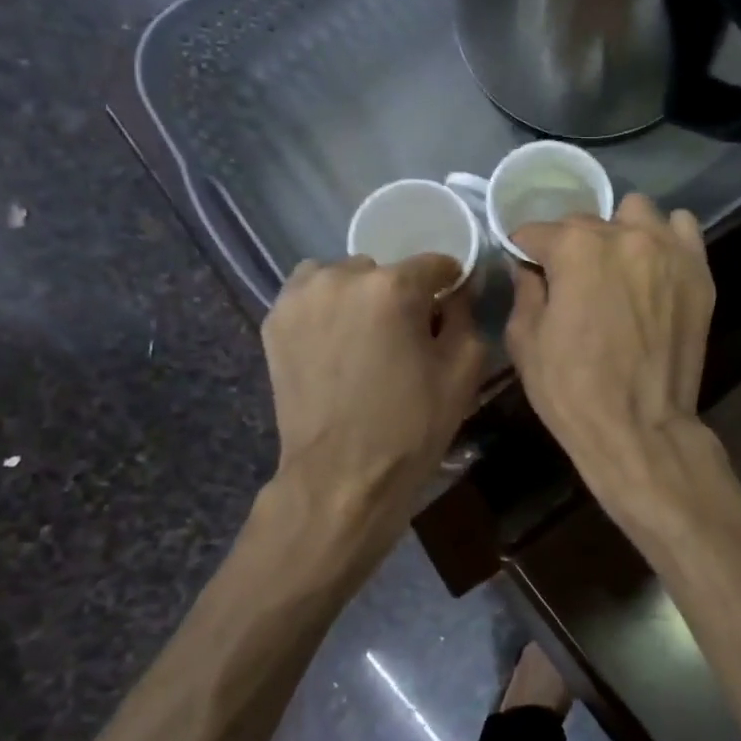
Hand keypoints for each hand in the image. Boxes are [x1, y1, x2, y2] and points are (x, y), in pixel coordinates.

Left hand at [263, 254, 486, 517]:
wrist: (341, 476)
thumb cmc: (411, 426)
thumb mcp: (463, 371)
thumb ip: (466, 316)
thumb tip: (456, 293)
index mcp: (393, 287)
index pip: (435, 263)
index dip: (449, 285)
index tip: (449, 310)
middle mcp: (341, 277)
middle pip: (385, 270)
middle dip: (398, 295)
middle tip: (402, 337)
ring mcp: (300, 297)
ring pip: (342, 277)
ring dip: (357, 296)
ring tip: (362, 338)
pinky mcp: (275, 321)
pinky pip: (309, 295)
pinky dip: (325, 309)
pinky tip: (334, 345)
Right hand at [504, 194, 714, 484]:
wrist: (641, 429)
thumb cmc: (573, 391)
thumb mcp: (526, 341)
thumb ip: (525, 289)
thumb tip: (529, 267)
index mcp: (575, 248)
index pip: (537, 231)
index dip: (525, 251)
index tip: (526, 268)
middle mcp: (624, 235)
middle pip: (586, 222)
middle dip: (570, 246)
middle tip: (570, 280)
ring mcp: (668, 250)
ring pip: (637, 213)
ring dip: (619, 231)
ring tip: (615, 266)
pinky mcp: (698, 272)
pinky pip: (682, 230)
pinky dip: (665, 239)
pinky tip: (653, 267)